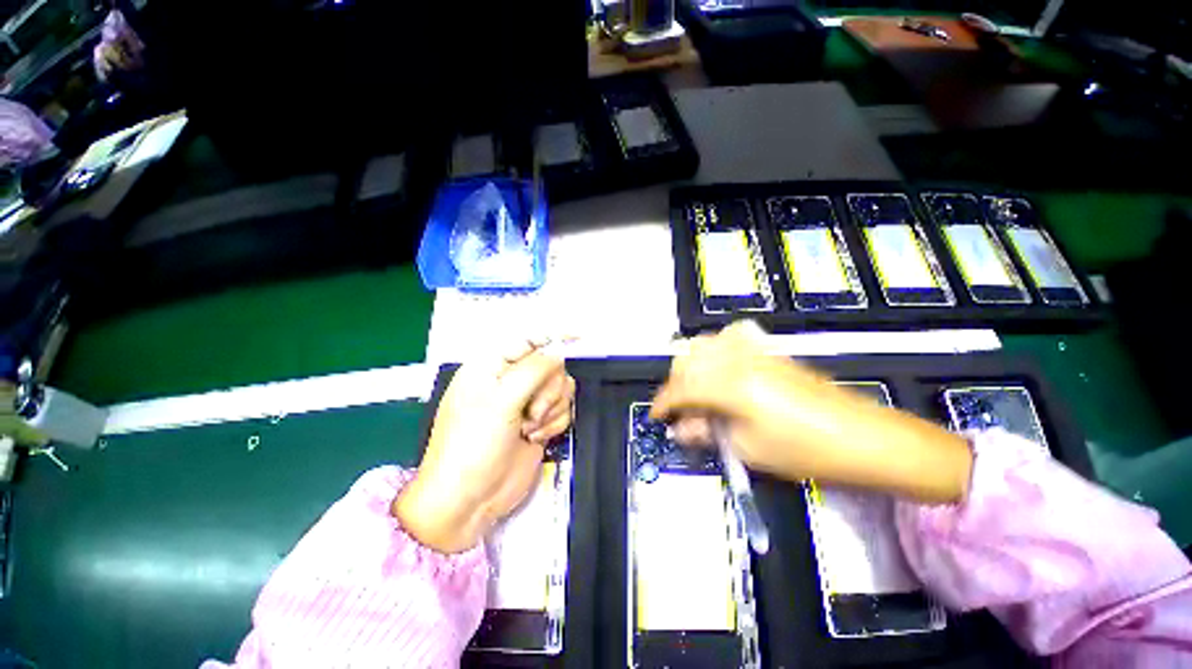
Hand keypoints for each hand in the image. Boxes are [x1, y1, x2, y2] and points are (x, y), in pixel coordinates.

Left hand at [394, 343, 574, 552]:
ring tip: (529, 427)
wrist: (470, 499)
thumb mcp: (500, 402)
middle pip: (551, 364)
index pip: (528, 339)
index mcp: (492, 366)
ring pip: (561, 386)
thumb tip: (558, 355)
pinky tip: (536, 437)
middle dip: (548, 388)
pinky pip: (564, 407)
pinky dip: (555, 422)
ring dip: (552, 408)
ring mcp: (527, 401)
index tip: (580, 336)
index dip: (553, 335)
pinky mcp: (540, 420)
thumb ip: (533, 372)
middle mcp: (511, 379)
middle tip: (531, 410)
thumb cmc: (474, 445)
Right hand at [651, 321, 971, 502]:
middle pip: (687, 360)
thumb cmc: (804, 451)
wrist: (862, 437)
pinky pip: (727, 339)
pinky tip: (717, 370)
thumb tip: (680, 428)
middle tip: (678, 410)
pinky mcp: (767, 351)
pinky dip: (712, 352)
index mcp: (728, 384)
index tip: (656, 417)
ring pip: (703, 345)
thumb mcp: (748, 448)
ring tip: (695, 391)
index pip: (681, 387)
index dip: (663, 403)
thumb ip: (707, 432)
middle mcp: (735, 358)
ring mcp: (753, 350)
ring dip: (690, 366)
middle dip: (674, 383)